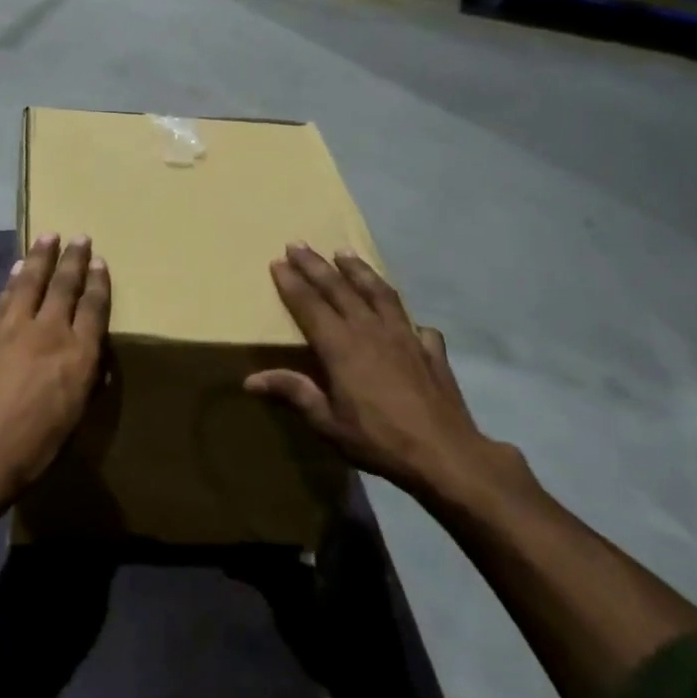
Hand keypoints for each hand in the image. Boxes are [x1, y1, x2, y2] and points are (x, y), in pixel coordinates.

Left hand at [0, 235, 111, 512]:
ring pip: (31, 282)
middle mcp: (49, 332)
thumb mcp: (72, 419)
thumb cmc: (32, 448)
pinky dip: (13, 280)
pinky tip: (16, 269)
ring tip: (48, 236)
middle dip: (74, 260)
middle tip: (80, 237)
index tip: (100, 261)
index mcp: (78, 356)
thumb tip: (90, 362)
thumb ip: (82, 382)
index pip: (93, 308)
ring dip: (41, 257)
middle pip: (64, 286)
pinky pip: (4, 298)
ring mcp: (13, 328)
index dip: (98, 283)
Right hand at [246, 244, 506, 504]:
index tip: (277, 261)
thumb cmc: (378, 439)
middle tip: (298, 243)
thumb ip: (293, 393)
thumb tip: (250, 380)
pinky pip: (415, 323)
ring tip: (345, 253)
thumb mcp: (327, 422)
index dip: (292, 283)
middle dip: (316, 265)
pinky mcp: (430, 350)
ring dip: (359, 271)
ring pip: (378, 293)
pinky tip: (405, 318)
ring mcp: (405, 336)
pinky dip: (405, 315)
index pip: (310, 305)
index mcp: (341, 346)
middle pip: (339, 289)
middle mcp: (371, 331)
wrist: (446, 454)